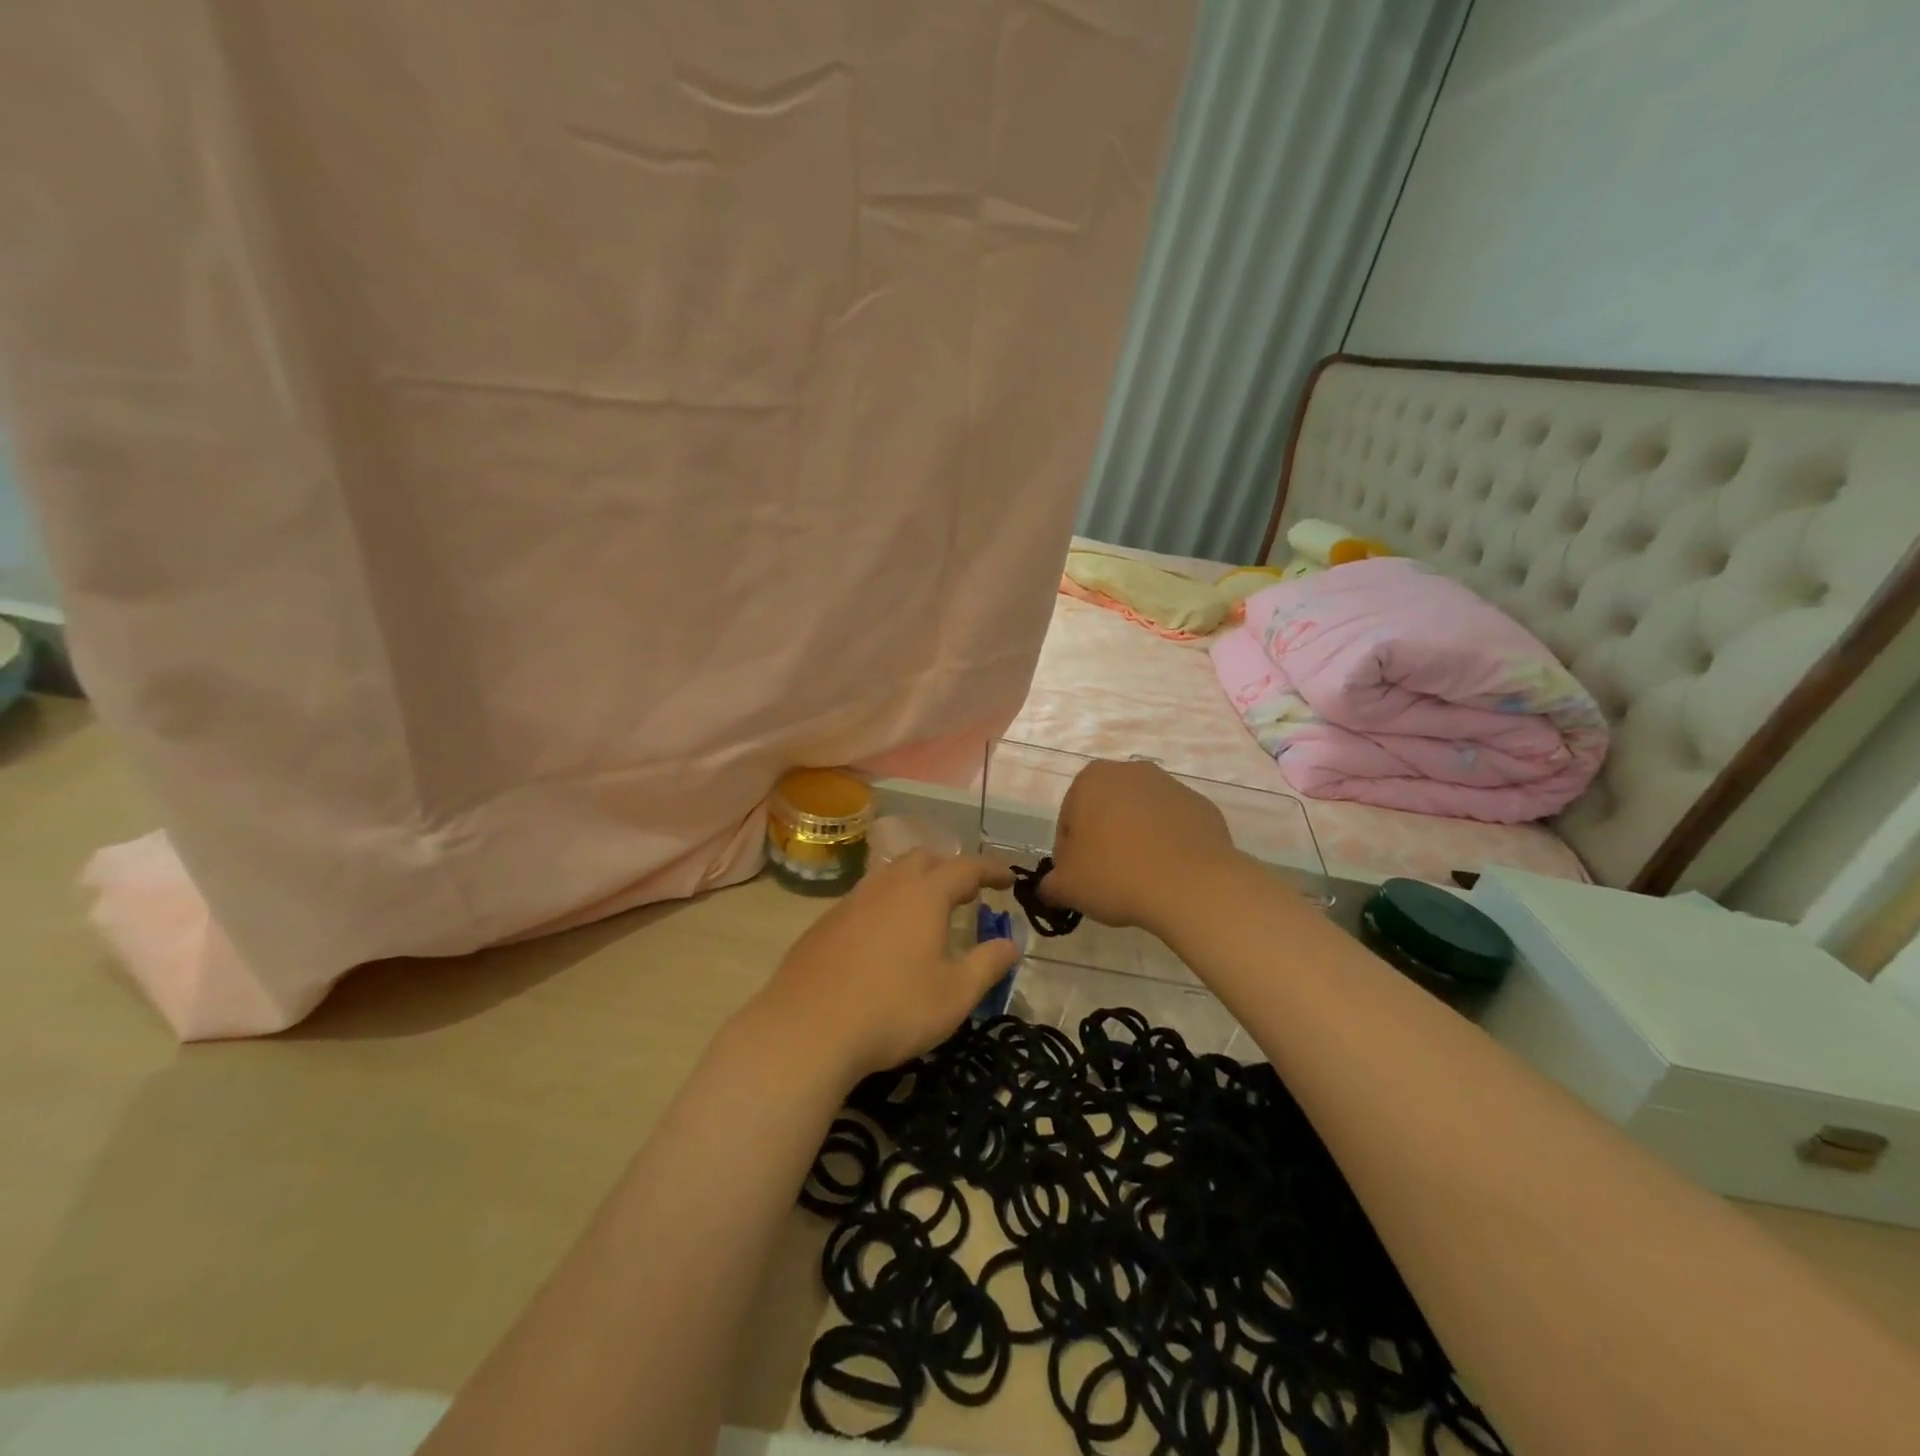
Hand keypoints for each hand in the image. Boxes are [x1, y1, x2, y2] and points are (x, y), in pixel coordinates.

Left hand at [748, 851, 1018, 1083]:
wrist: (807, 1029)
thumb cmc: (894, 1009)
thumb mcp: (955, 994)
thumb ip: (988, 964)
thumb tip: (1011, 945)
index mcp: (924, 894)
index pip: (966, 867)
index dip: (991, 870)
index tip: (1008, 879)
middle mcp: (887, 886)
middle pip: (924, 859)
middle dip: (951, 868)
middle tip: (968, 892)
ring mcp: (851, 901)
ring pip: (890, 875)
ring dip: (916, 882)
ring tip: (928, 909)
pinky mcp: (825, 923)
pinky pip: (865, 898)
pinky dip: (887, 903)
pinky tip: (885, 935)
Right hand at [1039, 759, 1238, 934]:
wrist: (1191, 885)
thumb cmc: (1116, 875)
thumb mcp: (1066, 887)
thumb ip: (1050, 885)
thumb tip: (1051, 889)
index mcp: (1090, 780)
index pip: (1068, 821)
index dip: (1069, 856)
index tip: (1080, 882)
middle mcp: (1131, 772)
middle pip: (1106, 813)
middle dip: (1104, 843)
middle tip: (1108, 882)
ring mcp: (1171, 786)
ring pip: (1141, 819)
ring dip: (1136, 843)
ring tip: (1141, 882)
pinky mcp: (1202, 807)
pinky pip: (1174, 829)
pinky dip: (1168, 847)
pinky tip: (1169, 875)